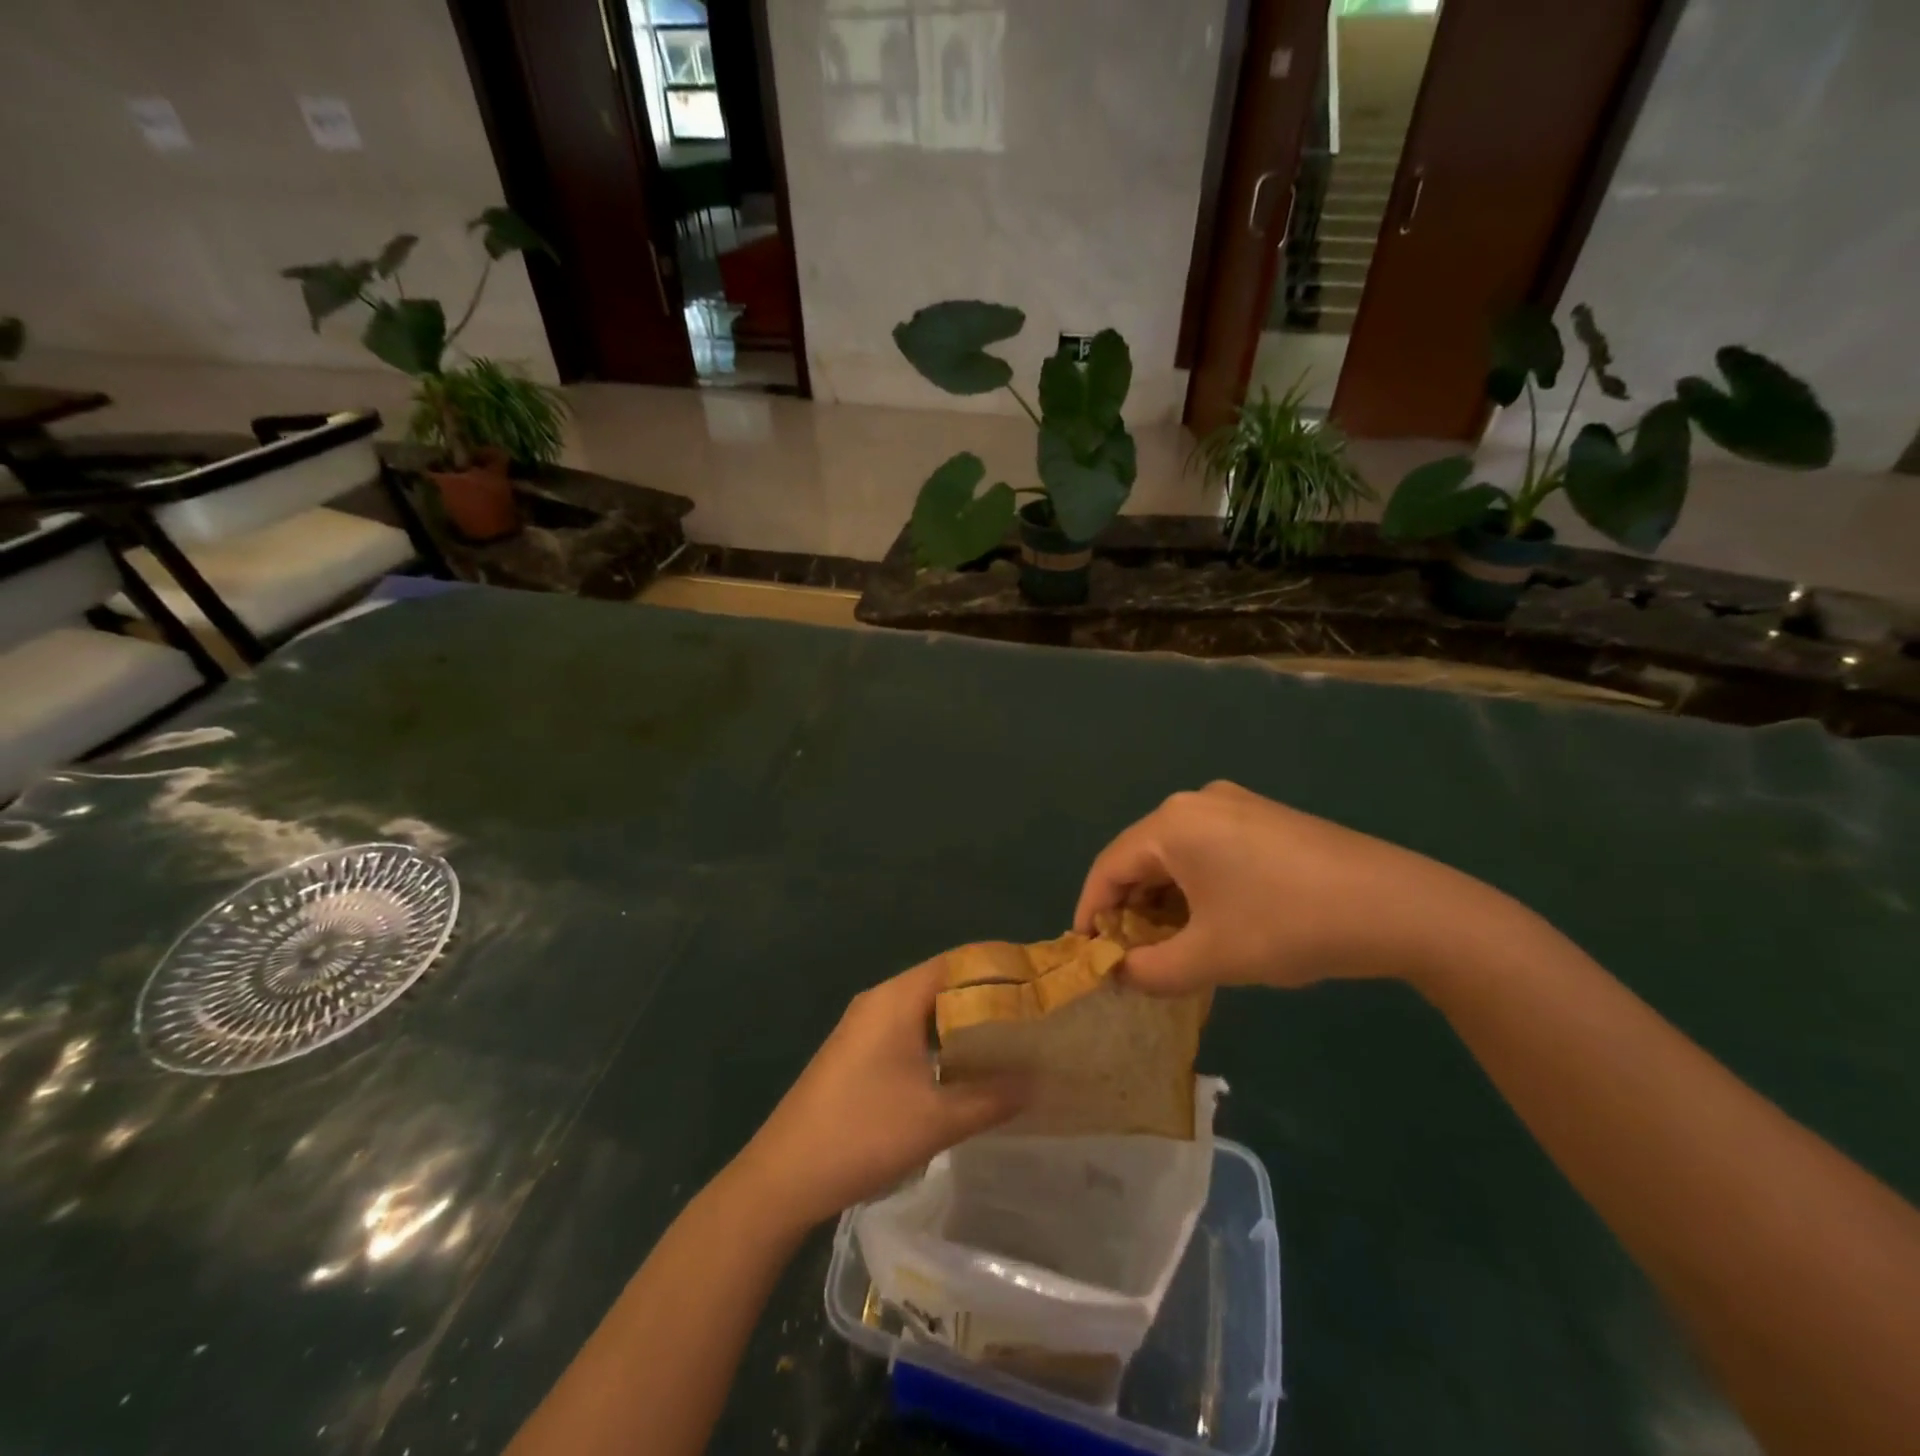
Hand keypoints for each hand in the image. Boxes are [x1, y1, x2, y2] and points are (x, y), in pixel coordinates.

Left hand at [732, 959, 1027, 1228]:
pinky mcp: (856, 1054)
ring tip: (1009, 1042)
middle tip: (1031, 1016)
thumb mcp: (936, 1120)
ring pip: (924, 1011)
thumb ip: (991, 1097)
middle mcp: (879, 1001)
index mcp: (896, 999)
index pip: (956, 963)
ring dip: (962, 1023)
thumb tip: (1038, 1081)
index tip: (1038, 982)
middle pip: (942, 984)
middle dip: (986, 997)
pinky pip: (908, 1032)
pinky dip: (939, 1042)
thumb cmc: (863, 1134)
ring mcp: (863, 1028)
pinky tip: (963, 1070)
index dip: (998, 967)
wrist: (783, 1177)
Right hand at [1074, 781, 1522, 994]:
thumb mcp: (1210, 958)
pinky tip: (1211, 922)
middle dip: (1131, 911)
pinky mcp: (1264, 818)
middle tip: (1130, 958)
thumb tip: (1119, 974)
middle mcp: (1196, 802)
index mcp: (1172, 824)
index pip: (1108, 868)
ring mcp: (1235, 804)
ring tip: (1170, 948)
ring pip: (1176, 856)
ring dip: (1164, 903)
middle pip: (1142, 858)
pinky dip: (1196, 888)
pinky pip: (1208, 850)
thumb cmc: (1288, 926)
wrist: (1398, 906)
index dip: (1090, 914)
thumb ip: (1149, 970)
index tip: (1085, 955)